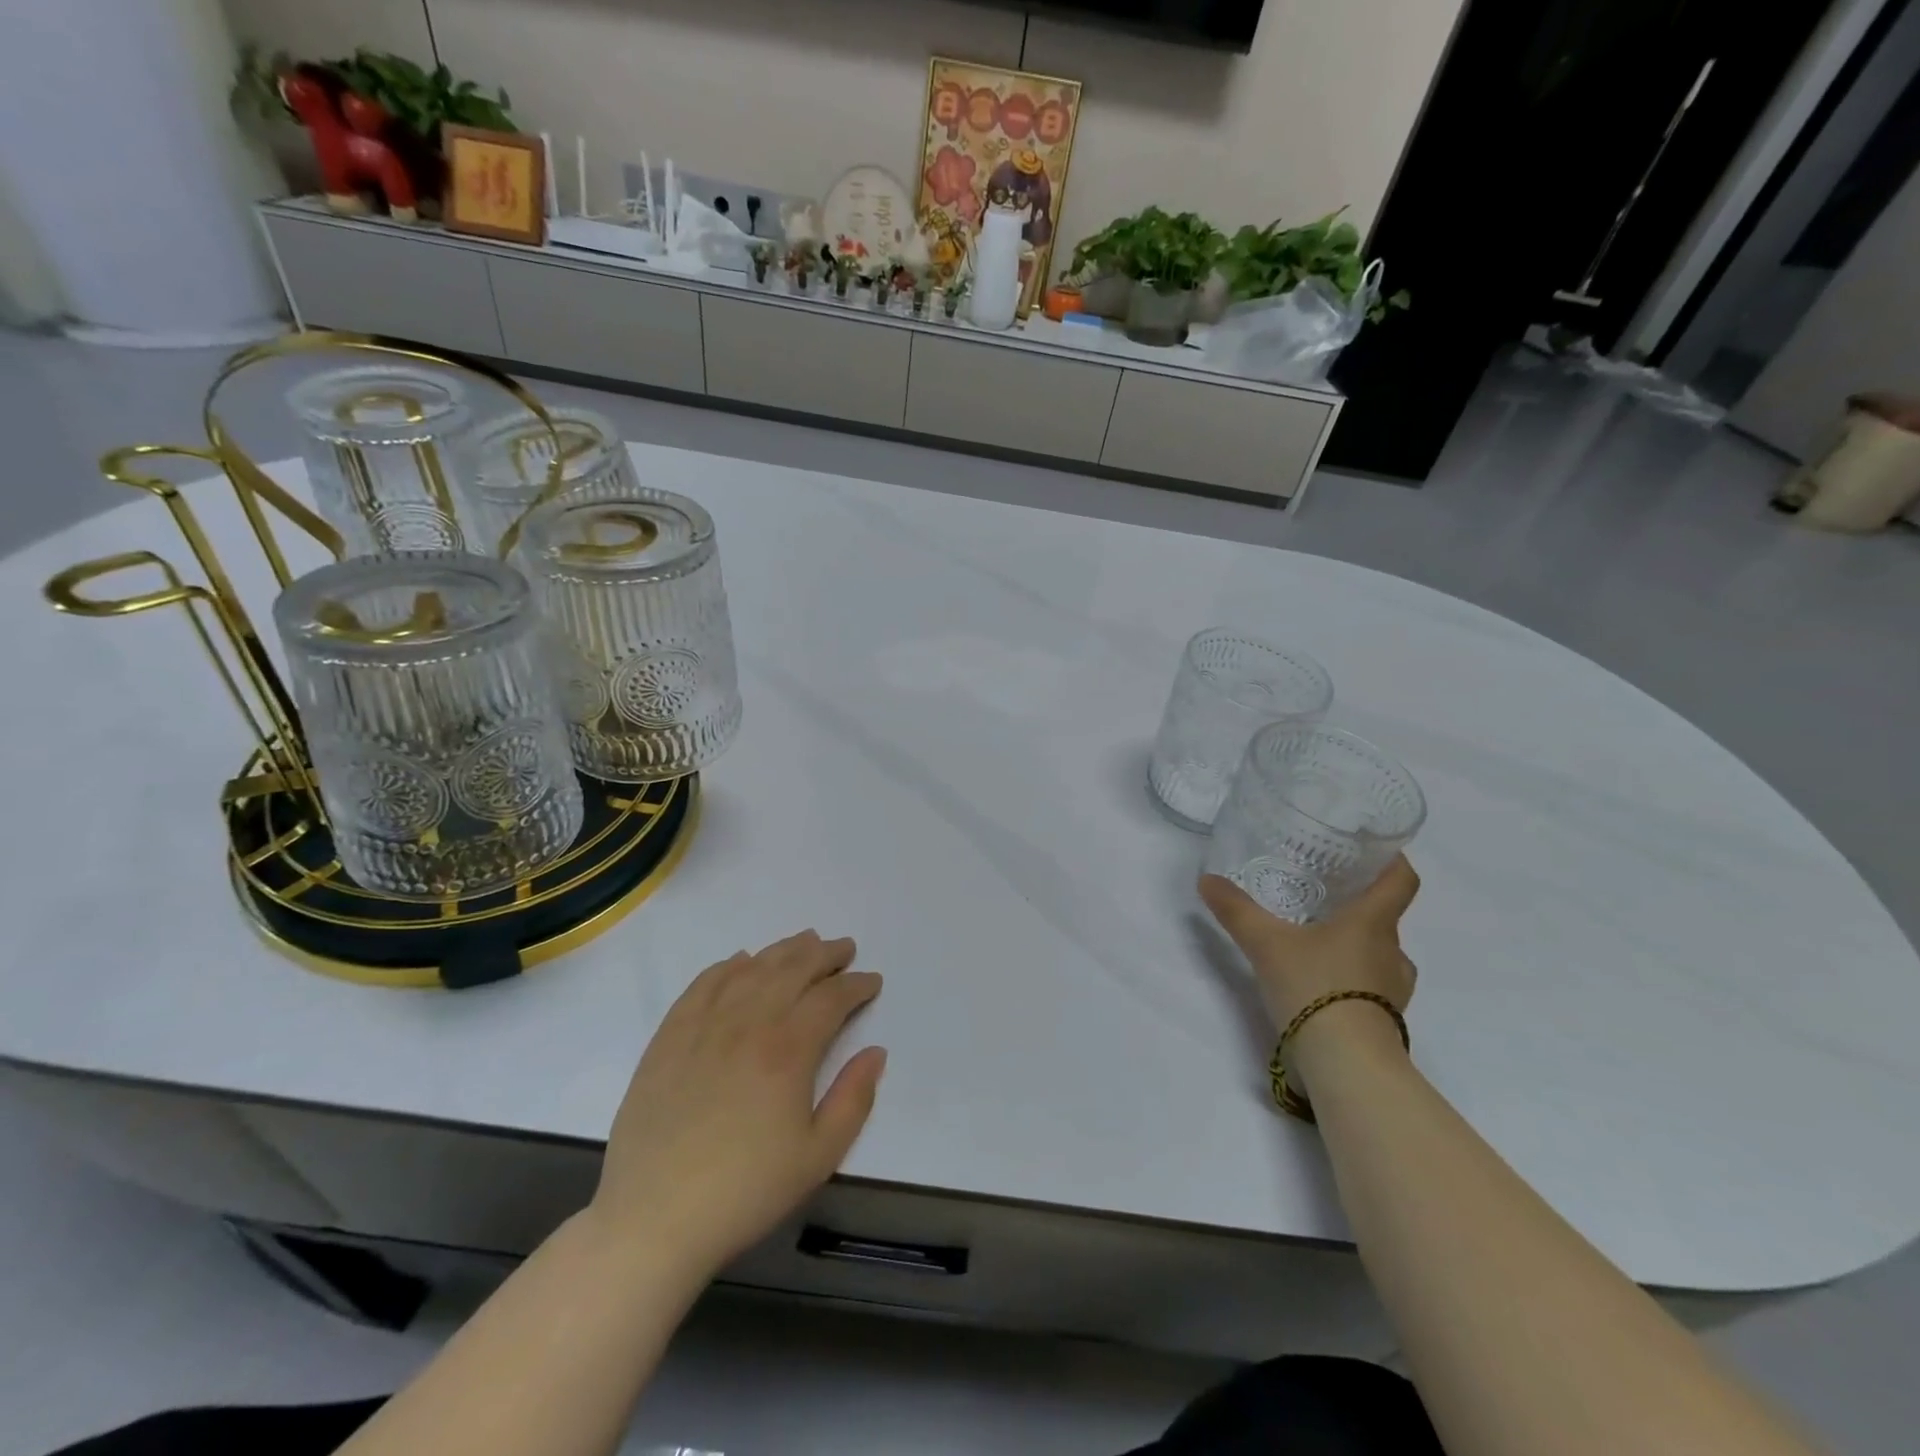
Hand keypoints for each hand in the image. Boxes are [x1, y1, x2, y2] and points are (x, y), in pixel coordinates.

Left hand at [589, 931, 885, 1278]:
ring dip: (782, 950)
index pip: (831, 998)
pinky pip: (703, 985)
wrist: (654, 1220)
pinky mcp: (669, 1037)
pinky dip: (727, 966)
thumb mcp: (817, 1156)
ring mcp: (704, 1025)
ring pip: (751, 969)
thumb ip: (854, 1099)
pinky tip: (740, 962)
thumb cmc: (745, 1191)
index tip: (871, 981)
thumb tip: (876, 1052)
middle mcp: (748, 1023)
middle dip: (825, 955)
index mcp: (788, 1050)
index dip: (856, 985)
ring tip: (804, 941)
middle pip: (793, 969)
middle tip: (844, 948)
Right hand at [1200, 858, 1420, 1072]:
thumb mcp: (1265, 943)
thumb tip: (1206, 880)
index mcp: (1373, 922)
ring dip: (1353, 944)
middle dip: (1356, 904)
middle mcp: (1392, 951)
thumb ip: (1236, 910)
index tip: (1373, 849)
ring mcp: (1393, 989)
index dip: (1392, 860)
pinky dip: (1349, 978)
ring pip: (1377, 953)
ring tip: (1315, 940)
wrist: (1346, 1064)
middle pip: (1385, 916)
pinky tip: (1318, 981)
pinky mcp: (1384, 1019)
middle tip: (1320, 895)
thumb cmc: (1315, 986)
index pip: (1401, 880)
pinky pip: (1370, 985)